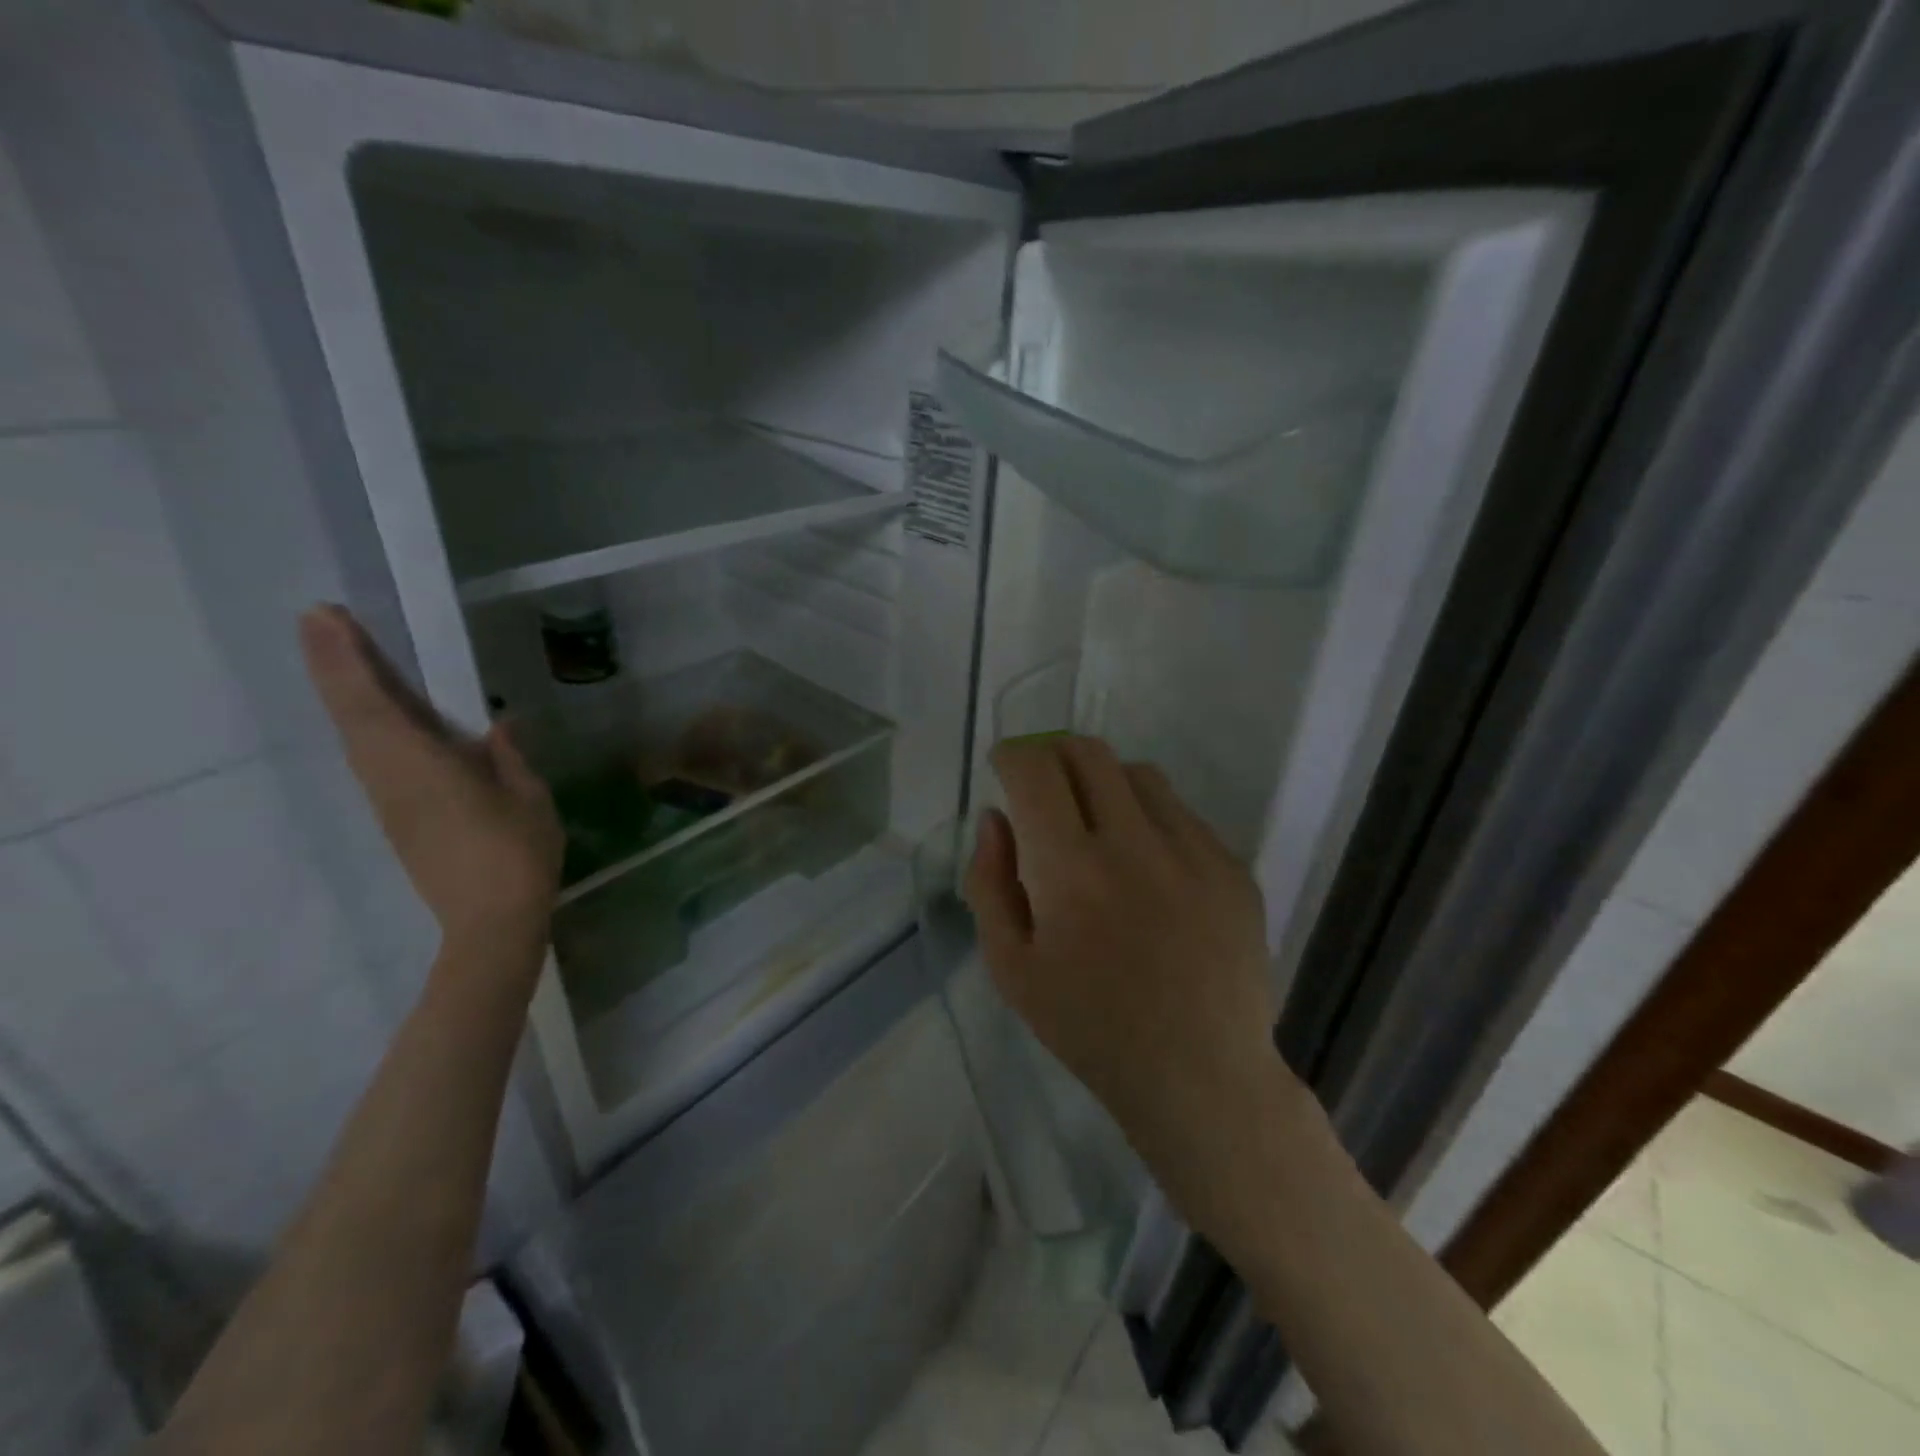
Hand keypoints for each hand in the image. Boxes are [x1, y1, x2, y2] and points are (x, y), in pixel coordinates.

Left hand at [300, 605, 562, 947]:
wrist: (491, 922)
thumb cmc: (518, 854)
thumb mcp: (529, 798)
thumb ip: (508, 758)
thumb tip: (494, 727)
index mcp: (422, 767)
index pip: (372, 703)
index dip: (347, 658)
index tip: (325, 617)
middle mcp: (391, 778)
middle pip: (350, 714)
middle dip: (332, 664)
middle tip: (320, 619)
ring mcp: (388, 800)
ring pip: (354, 735)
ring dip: (345, 691)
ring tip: (347, 652)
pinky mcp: (396, 816)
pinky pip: (370, 756)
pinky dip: (363, 722)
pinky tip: (380, 711)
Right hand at [965, 737, 1309, 1201]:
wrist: (1200, 1075)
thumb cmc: (1090, 1028)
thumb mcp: (1011, 968)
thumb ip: (988, 883)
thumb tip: (995, 818)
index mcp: (1071, 871)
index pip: (1035, 770)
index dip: (1012, 756)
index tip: (1005, 768)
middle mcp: (1135, 845)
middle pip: (1087, 752)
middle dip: (1053, 754)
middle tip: (1044, 787)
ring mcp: (1194, 852)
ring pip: (1138, 774)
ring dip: (1103, 782)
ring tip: (1097, 827)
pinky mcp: (1232, 867)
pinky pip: (1181, 813)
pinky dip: (1149, 819)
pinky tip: (1147, 869)